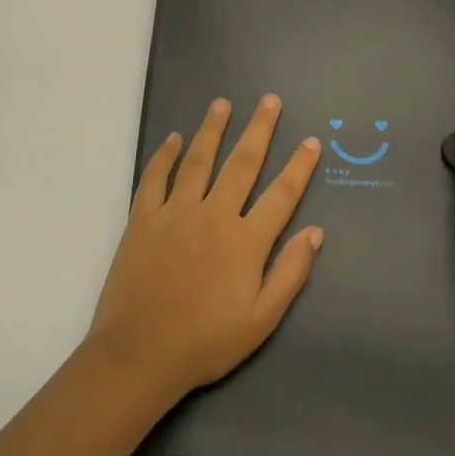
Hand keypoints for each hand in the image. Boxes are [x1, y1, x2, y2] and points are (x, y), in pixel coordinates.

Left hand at [88, 95, 324, 402]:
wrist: (138, 355)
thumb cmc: (205, 342)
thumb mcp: (260, 320)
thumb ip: (290, 273)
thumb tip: (315, 231)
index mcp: (245, 241)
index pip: (281, 194)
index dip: (299, 166)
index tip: (311, 140)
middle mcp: (213, 215)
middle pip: (241, 163)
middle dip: (259, 129)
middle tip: (269, 100)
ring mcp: (175, 213)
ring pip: (198, 160)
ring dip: (212, 129)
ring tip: (222, 103)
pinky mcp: (143, 219)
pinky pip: (155, 178)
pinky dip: (164, 156)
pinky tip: (173, 138)